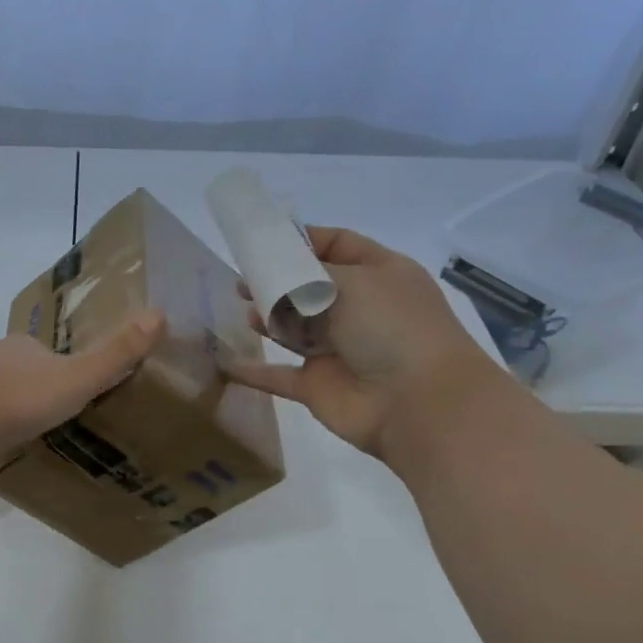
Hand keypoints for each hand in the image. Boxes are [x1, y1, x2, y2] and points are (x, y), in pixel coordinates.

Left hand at [0, 311, 166, 465]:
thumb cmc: (17, 398)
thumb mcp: (76, 379)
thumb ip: (115, 355)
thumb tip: (160, 314)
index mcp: (26, 346)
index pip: (51, 353)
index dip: (67, 371)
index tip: (79, 395)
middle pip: (22, 372)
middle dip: (37, 391)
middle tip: (56, 420)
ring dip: (10, 409)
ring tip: (29, 436)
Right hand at [227, 227, 490, 459]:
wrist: (416, 403)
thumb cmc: (392, 328)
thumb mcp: (355, 281)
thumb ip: (308, 272)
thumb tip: (277, 274)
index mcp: (377, 275)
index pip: (337, 245)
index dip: (302, 240)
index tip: (263, 239)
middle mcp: (358, 309)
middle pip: (309, 287)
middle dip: (277, 280)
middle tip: (243, 278)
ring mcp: (337, 350)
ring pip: (293, 329)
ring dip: (267, 319)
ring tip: (244, 310)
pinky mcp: (316, 385)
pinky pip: (277, 375)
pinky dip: (253, 371)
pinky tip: (226, 360)